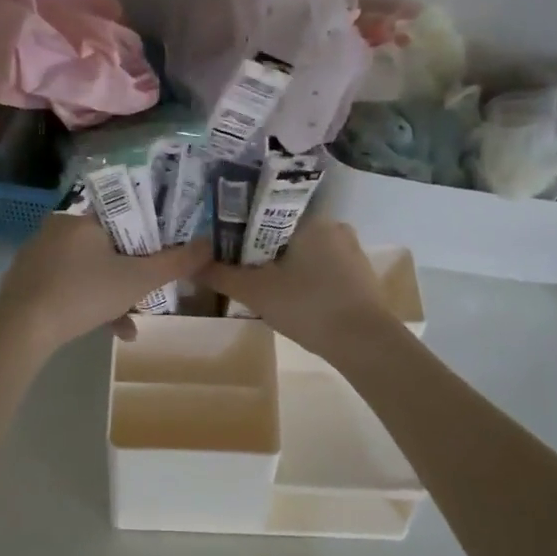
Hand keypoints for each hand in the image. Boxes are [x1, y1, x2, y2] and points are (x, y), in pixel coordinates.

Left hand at [0, 215, 211, 354]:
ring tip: (128, 325)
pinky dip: (86, 303)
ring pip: (87, 269)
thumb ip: (176, 262)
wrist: (22, 328)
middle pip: (106, 245)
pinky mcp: (25, 280)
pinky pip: (66, 284)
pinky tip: (104, 330)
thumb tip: (210, 244)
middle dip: (129, 273)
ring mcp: (37, 255)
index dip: (146, 233)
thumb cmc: (84, 293)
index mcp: (83, 218)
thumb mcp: (138, 280)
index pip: (122, 214)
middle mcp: (57, 228)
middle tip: (145, 294)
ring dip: (111, 295)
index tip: (159, 254)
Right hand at [199, 221, 397, 356]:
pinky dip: (305, 278)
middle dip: (261, 249)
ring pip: (304, 251)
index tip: (223, 244)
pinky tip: (293, 298)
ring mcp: (351, 250)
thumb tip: (190, 264)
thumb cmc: (308, 307)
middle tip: (238, 268)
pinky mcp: (361, 275)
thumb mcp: (256, 292)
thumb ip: (221, 275)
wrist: (366, 344)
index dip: (241, 227)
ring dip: (283, 265)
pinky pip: (322, 267)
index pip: (266, 211)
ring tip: (262, 285)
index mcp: (310, 218)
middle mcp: (334, 225)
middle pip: (284, 232)